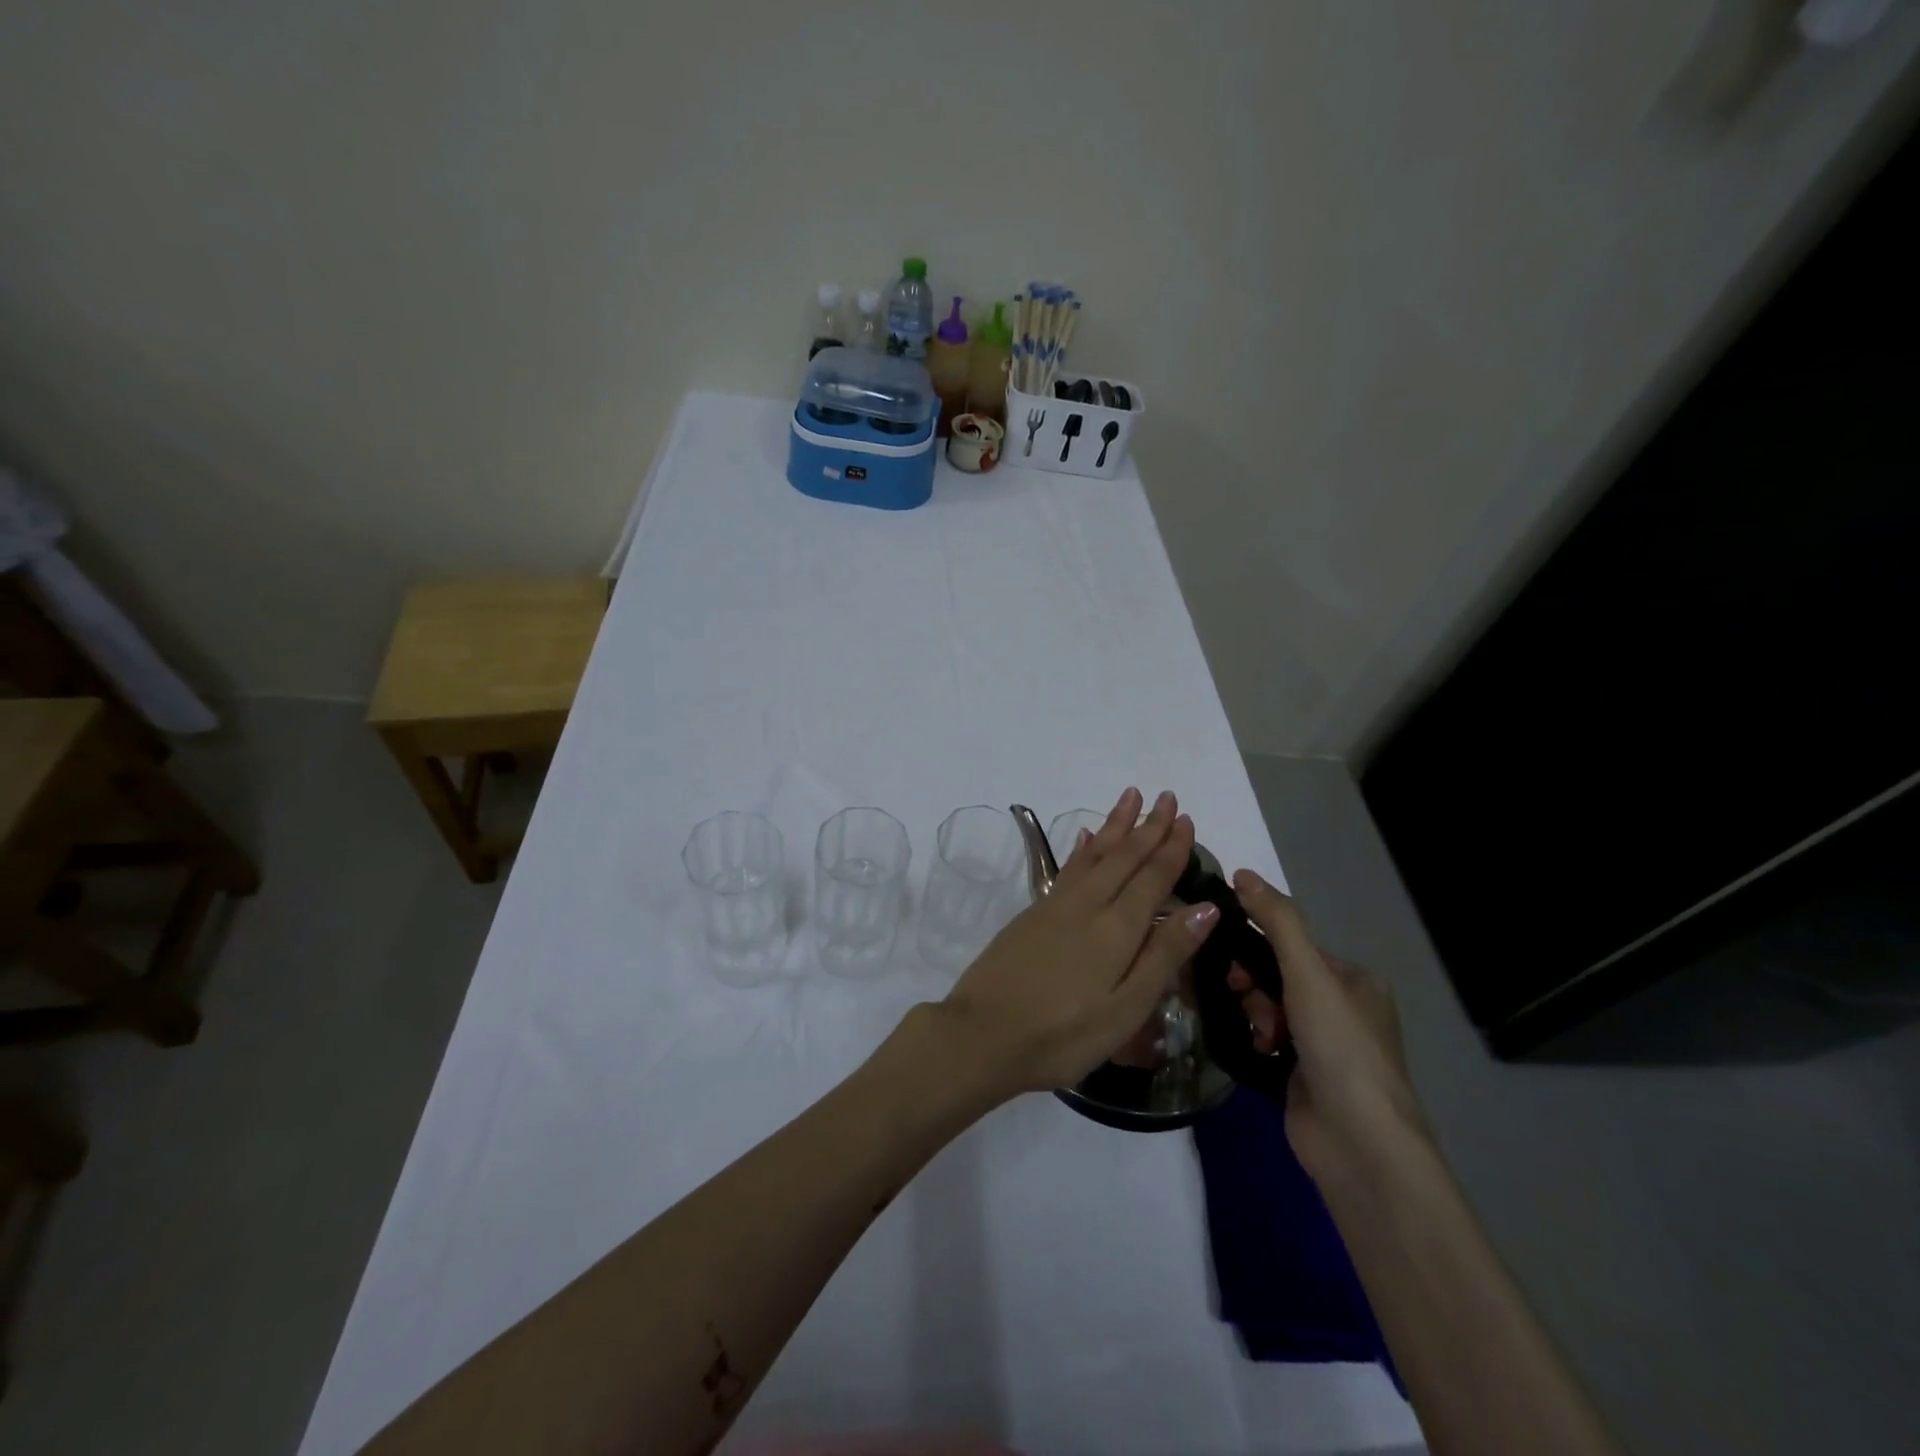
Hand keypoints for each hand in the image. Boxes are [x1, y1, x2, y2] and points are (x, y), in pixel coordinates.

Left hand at [934, 788, 1221, 1101]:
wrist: (982, 1034)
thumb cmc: (1063, 1035)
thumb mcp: (1125, 1009)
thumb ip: (1164, 955)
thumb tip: (1205, 907)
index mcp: (1117, 928)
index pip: (1152, 876)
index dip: (1172, 848)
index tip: (1186, 818)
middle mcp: (1087, 904)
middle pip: (1123, 856)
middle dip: (1148, 826)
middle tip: (1165, 796)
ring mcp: (1055, 905)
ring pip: (1093, 853)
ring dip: (1115, 825)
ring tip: (1130, 797)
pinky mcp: (1033, 913)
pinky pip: (1068, 867)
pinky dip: (1082, 848)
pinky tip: (1085, 838)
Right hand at [1226, 870, 1426, 1181]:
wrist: (1358, 1143)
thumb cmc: (1340, 1047)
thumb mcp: (1309, 973)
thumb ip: (1277, 921)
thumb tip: (1241, 872)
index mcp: (1355, 980)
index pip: (1293, 945)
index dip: (1257, 945)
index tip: (1229, 956)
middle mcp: (1342, 1009)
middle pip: (1276, 975)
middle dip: (1253, 984)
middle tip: (1240, 996)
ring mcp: (1322, 1045)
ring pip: (1266, 1007)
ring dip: (1253, 1013)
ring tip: (1258, 1034)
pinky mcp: (1301, 1075)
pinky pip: (1264, 1039)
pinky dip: (1253, 1038)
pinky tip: (1252, 1048)